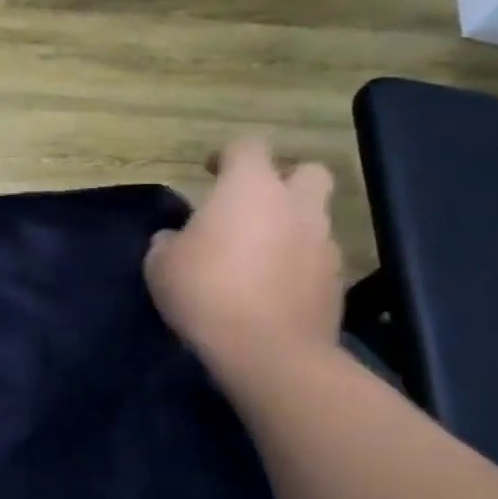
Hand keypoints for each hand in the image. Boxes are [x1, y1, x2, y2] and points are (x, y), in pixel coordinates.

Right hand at [144, 136, 343, 372]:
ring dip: (289, 226)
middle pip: (307, 171)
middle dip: (283, 181)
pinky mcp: (337, 280)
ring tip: (257, 254)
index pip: (248, 147)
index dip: (228, 155)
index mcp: (250, 189)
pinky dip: (297, 263)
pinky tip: (271, 287)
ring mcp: (323, 242)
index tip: (210, 172)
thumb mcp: (160, 263)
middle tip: (252, 205)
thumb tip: (176, 238)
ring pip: (314, 217)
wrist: (268, 351)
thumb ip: (169, 241)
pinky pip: (316, 257)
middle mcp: (295, 205)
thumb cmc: (205, 292)